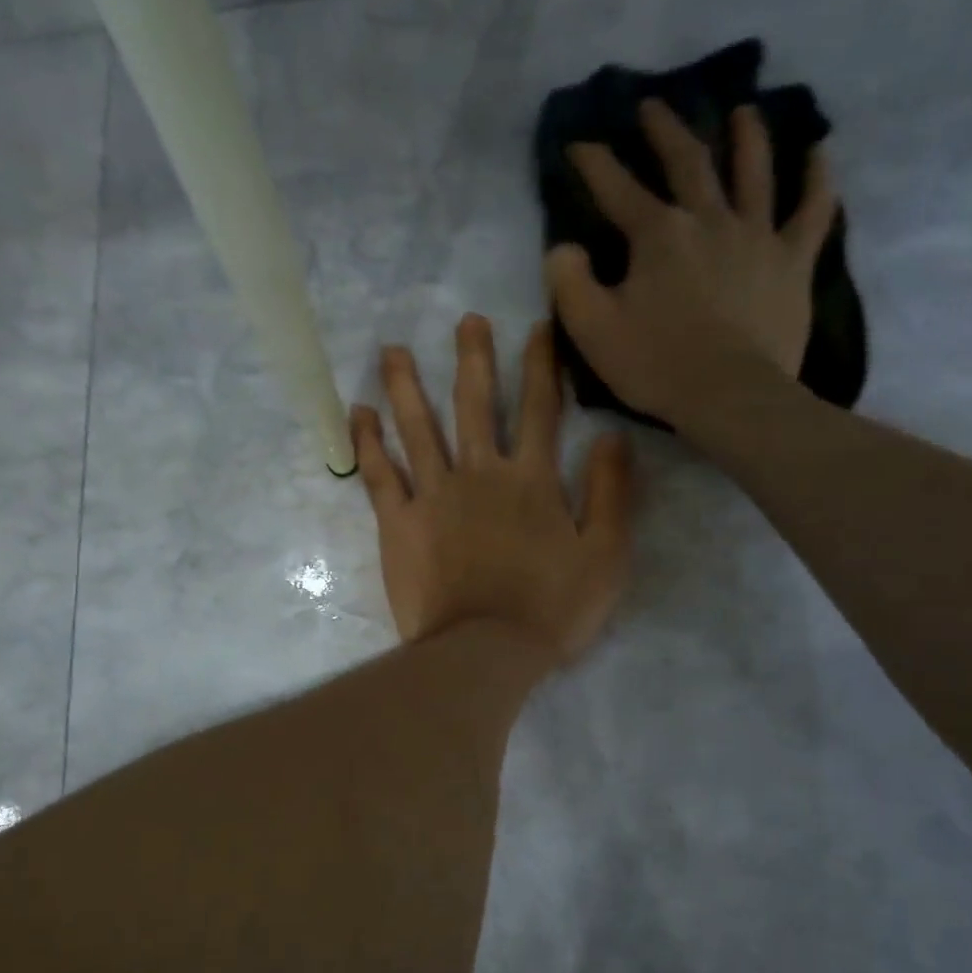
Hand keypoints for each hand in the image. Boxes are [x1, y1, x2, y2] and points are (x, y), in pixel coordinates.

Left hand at [352, 315, 631, 668]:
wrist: (485, 651)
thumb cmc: (552, 609)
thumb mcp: (606, 555)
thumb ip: (610, 492)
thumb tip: (612, 435)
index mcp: (532, 480)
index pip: (539, 409)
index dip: (540, 365)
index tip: (536, 328)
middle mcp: (480, 474)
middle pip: (475, 405)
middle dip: (473, 359)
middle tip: (466, 321)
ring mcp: (434, 496)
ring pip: (418, 428)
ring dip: (407, 386)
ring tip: (393, 350)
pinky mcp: (399, 524)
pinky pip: (380, 475)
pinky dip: (368, 442)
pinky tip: (358, 413)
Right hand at [545, 98, 838, 438]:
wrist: (729, 395)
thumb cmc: (656, 364)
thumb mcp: (592, 329)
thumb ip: (569, 282)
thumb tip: (563, 247)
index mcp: (657, 234)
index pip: (616, 187)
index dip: (594, 163)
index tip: (578, 141)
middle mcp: (708, 219)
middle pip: (687, 162)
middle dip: (665, 131)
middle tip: (653, 105)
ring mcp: (756, 236)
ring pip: (754, 172)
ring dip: (747, 137)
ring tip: (743, 111)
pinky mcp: (792, 262)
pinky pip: (812, 211)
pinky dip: (817, 180)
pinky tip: (819, 155)